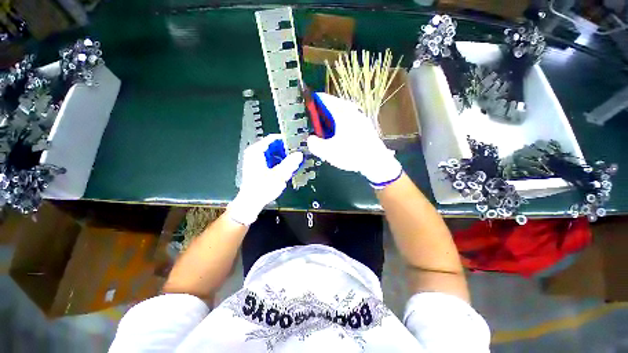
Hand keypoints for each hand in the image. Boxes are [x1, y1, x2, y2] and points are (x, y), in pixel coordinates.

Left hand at [227, 134, 302, 225]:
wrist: (250, 203)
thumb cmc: (262, 188)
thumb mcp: (279, 175)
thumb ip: (290, 163)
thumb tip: (299, 154)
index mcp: (256, 152)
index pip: (272, 138)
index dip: (285, 140)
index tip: (295, 143)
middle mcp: (254, 154)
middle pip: (273, 146)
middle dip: (285, 150)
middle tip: (296, 154)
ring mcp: (255, 161)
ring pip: (272, 154)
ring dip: (283, 157)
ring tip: (293, 162)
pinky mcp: (257, 168)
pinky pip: (270, 161)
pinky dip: (278, 163)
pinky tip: (285, 169)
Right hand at [307, 93, 401, 187]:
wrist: (376, 162)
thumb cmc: (352, 154)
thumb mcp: (327, 151)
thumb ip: (314, 144)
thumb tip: (311, 139)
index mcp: (342, 112)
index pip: (323, 99)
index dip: (313, 103)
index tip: (306, 111)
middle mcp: (352, 111)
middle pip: (332, 107)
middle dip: (322, 116)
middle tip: (315, 127)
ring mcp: (360, 118)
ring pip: (341, 115)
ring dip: (331, 123)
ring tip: (326, 135)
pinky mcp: (365, 127)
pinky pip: (348, 123)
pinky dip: (340, 128)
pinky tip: (339, 140)